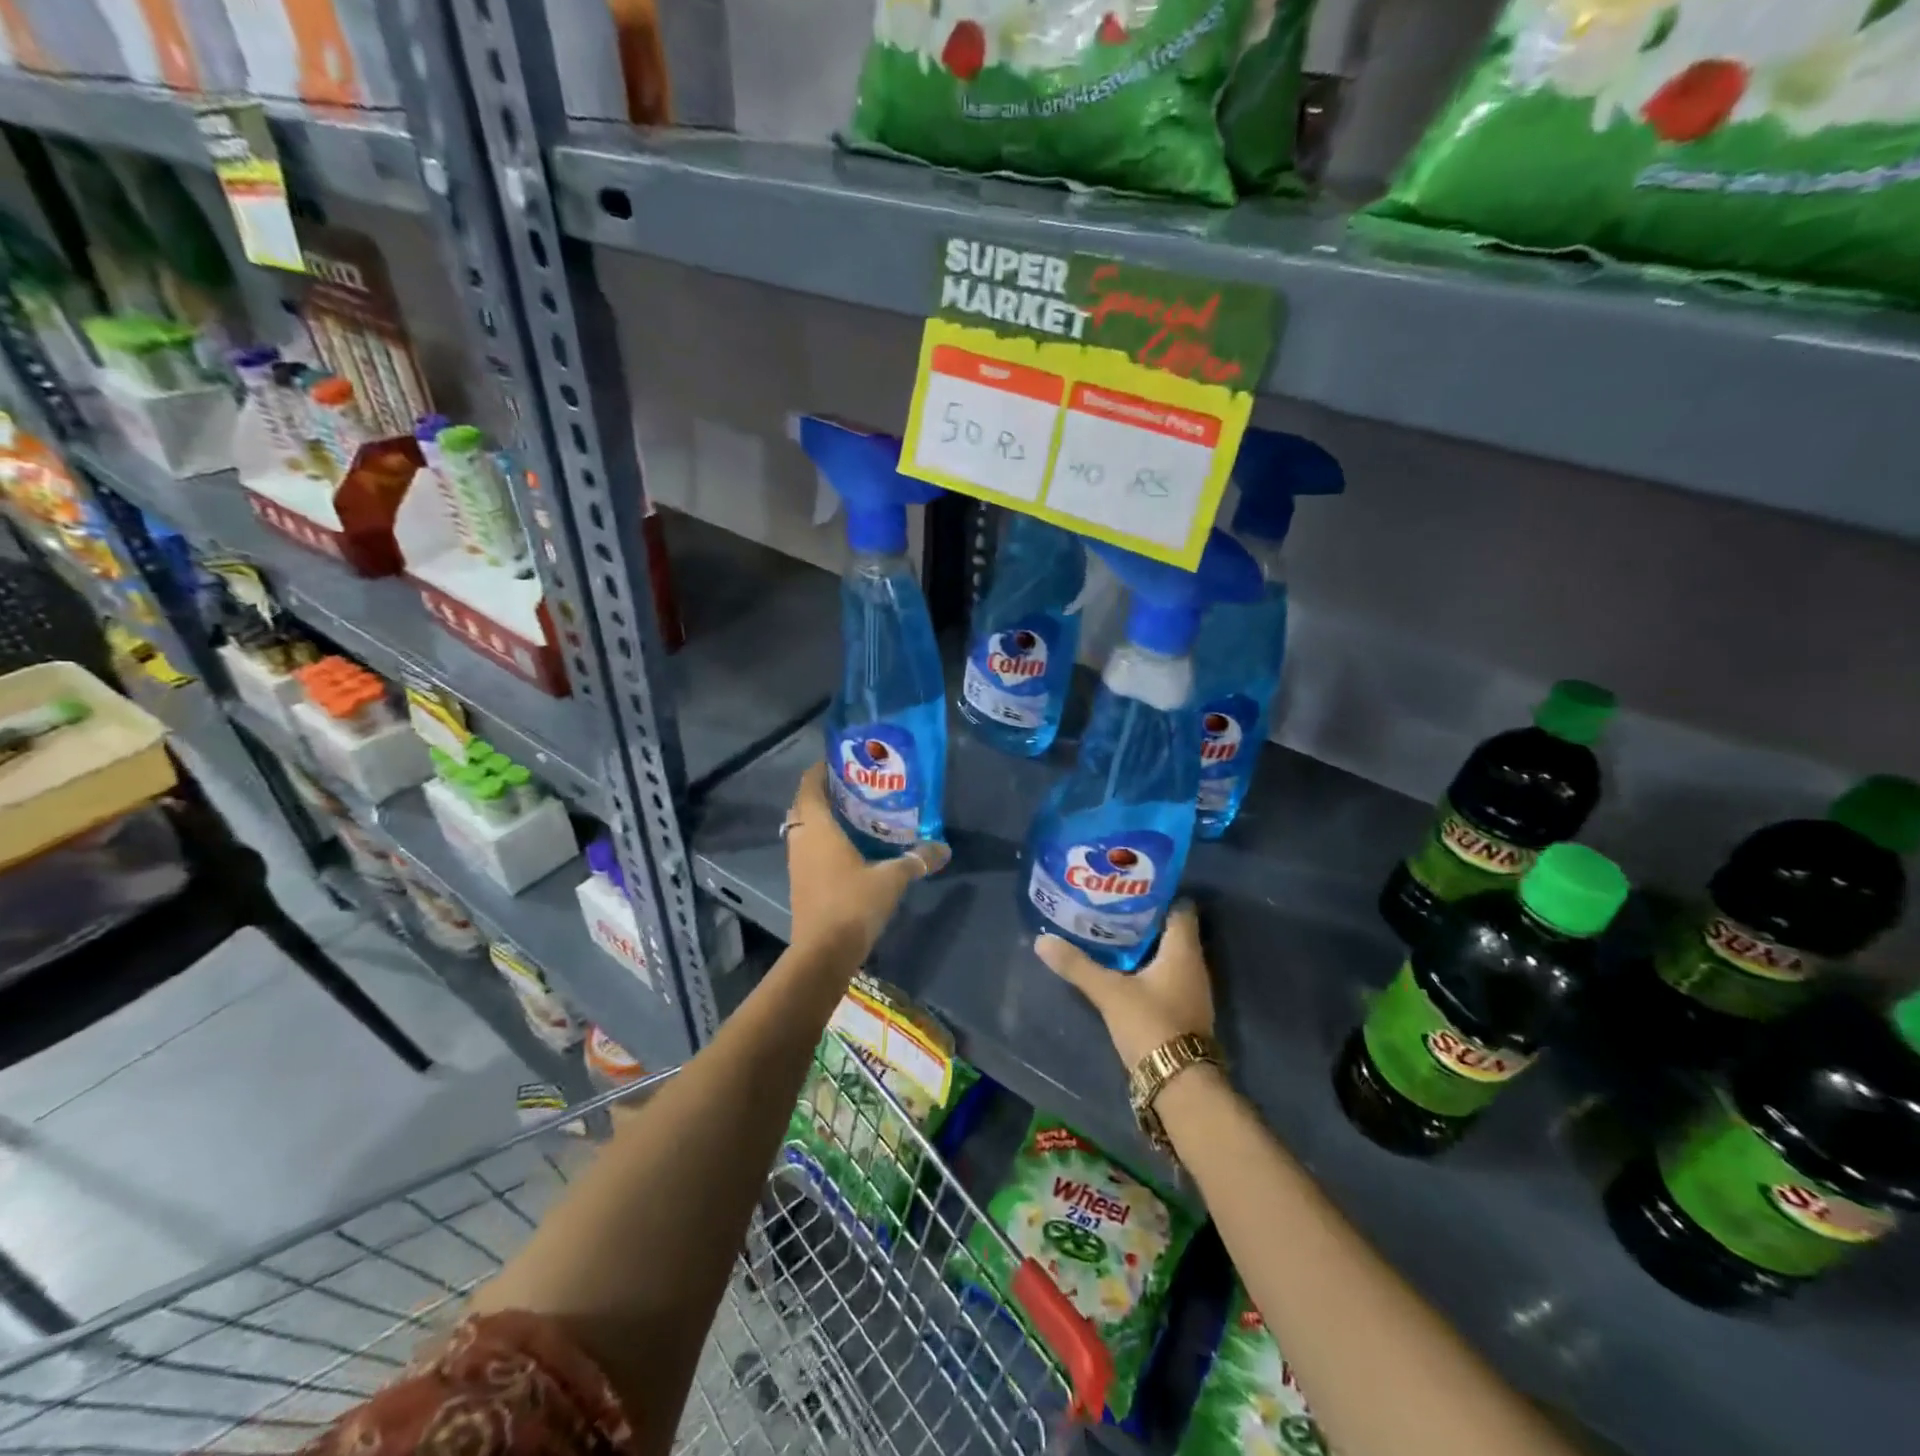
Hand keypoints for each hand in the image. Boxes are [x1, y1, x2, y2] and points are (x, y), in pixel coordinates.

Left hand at [785, 761, 949, 966]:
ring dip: (821, 817)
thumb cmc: (853, 904)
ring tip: (853, 812)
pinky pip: (807, 848)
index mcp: (817, 828)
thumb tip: (944, 849)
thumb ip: (917, 859)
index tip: (841, 760)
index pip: (809, 785)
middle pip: (804, 805)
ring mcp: (797, 863)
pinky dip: (822, 839)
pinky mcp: (800, 882)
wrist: (823, 952)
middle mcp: (801, 840)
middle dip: (824, 792)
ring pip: (804, 828)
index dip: (820, 770)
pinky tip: (848, 845)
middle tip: (853, 785)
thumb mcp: (891, 879)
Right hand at [1036, 901, 1214, 1069]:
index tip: (1129, 887)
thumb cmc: (1151, 1024)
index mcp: (1183, 950)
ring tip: (1109, 934)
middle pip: (1171, 930)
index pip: (1180, 907)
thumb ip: (1077, 965)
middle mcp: (1193, 964)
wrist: (1180, 1084)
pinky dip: (1146, 969)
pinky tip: (1121, 970)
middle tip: (1110, 908)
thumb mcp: (1109, 992)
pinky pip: (1166, 977)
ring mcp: (1191, 990)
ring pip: (1167, 955)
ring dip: (1144, 945)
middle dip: (1143, 919)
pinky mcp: (1183, 1011)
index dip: (1158, 894)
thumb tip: (1042, 941)